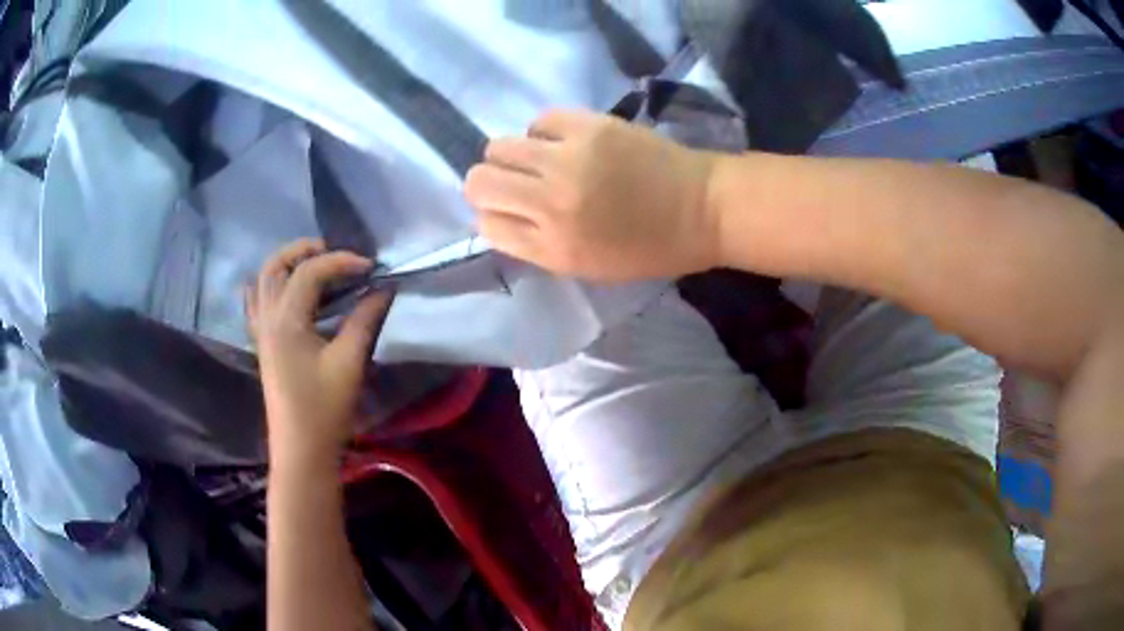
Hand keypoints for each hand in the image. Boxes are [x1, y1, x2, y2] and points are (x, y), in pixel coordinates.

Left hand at [246, 239, 391, 468]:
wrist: (301, 450)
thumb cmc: (324, 409)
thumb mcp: (349, 362)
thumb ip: (365, 319)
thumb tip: (383, 288)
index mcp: (286, 320)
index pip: (309, 272)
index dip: (341, 262)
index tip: (371, 268)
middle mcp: (267, 318)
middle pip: (274, 266)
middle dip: (303, 250)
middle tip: (334, 253)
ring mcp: (261, 332)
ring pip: (263, 281)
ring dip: (287, 265)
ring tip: (317, 267)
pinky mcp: (263, 345)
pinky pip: (257, 303)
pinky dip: (271, 287)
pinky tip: (287, 291)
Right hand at [464, 109, 722, 281]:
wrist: (703, 209)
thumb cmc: (650, 248)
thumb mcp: (588, 266)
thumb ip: (538, 244)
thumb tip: (500, 214)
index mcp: (555, 248)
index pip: (486, 224)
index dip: (493, 216)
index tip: (511, 212)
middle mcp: (552, 204)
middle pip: (479, 182)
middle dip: (490, 185)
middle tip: (518, 184)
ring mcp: (569, 159)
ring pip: (499, 147)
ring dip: (513, 156)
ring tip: (543, 161)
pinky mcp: (589, 125)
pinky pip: (539, 122)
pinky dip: (544, 133)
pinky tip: (564, 142)